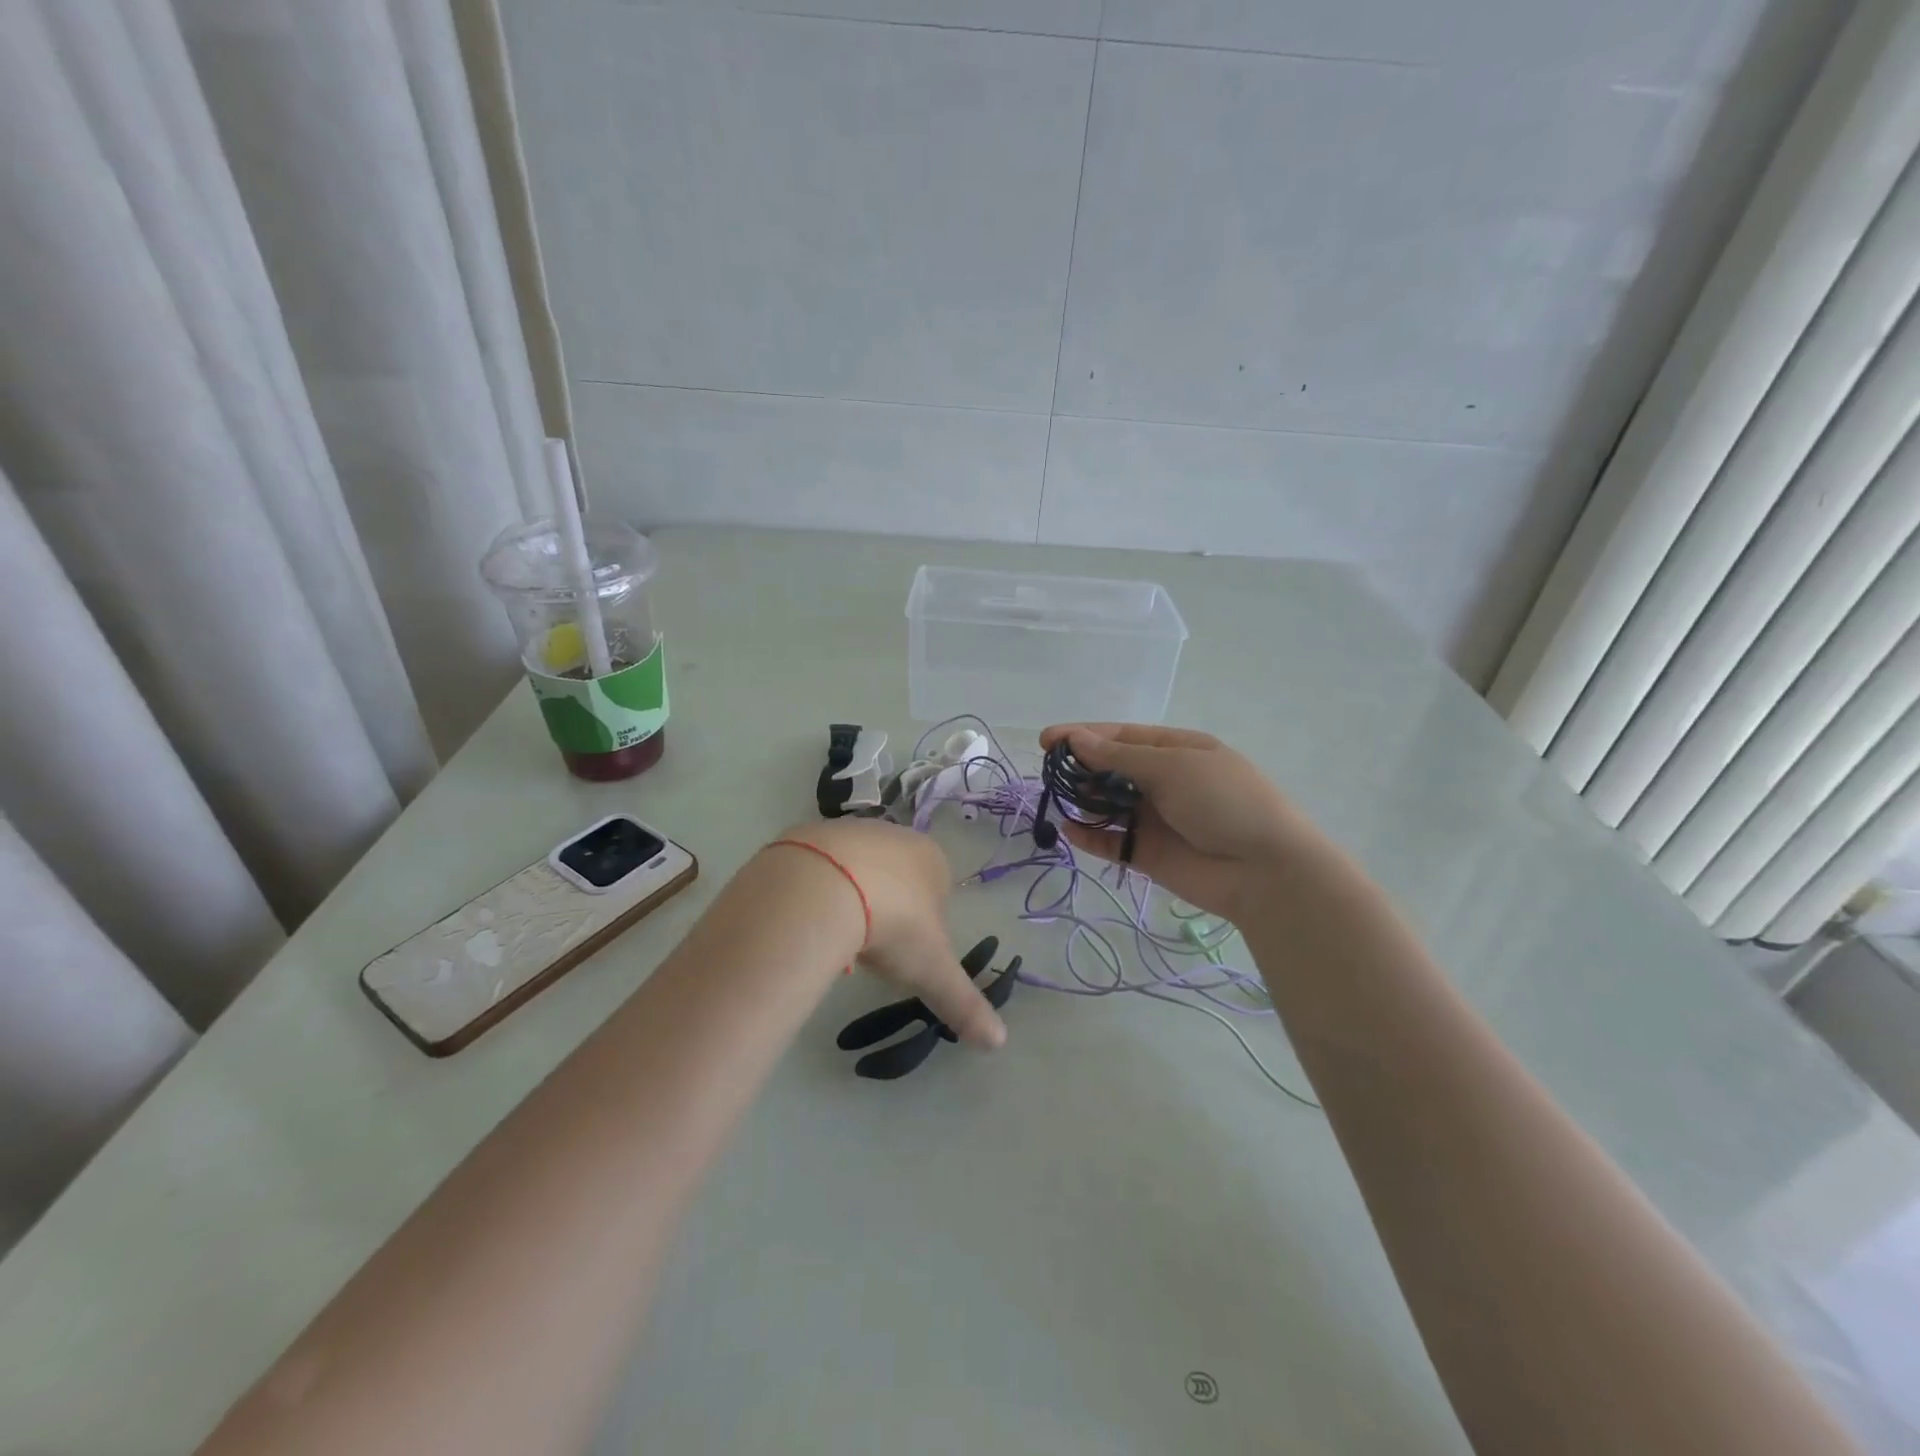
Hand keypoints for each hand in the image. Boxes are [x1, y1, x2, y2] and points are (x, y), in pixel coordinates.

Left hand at [770, 820, 1006, 1049]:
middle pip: (896, 878)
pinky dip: (818, 891)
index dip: (926, 925)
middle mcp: (894, 836)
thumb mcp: (931, 970)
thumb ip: (964, 1003)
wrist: (822, 888)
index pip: (938, 891)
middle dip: (888, 910)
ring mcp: (850, 830)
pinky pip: (819, 868)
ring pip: (857, 871)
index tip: (907, 952)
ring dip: (852, 900)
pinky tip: (810, 918)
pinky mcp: (809, 834)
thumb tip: (999, 1041)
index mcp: (931, 858)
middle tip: (873, 947)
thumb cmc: (893, 923)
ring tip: (838, 935)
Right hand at [1038, 723, 1314, 919]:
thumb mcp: (1172, 767)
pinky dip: (1089, 836)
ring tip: (1060, 799)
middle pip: (1111, 769)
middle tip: (1050, 773)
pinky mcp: (1148, 853)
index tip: (1046, 740)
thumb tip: (1077, 739)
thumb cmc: (1223, 802)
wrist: (1264, 870)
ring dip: (1083, 801)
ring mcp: (1155, 818)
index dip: (1083, 735)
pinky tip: (1069, 831)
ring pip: (1107, 805)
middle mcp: (1164, 781)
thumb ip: (1119, 757)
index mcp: (1176, 750)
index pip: (1121, 736)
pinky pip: (1111, 841)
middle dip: (1080, 768)